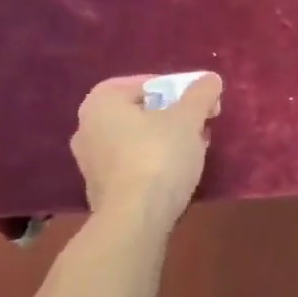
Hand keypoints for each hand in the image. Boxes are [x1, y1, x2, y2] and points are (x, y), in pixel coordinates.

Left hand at [71, 72, 222, 223]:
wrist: (135, 218)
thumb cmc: (159, 157)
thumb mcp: (188, 119)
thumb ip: (200, 94)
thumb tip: (210, 78)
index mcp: (101, 103)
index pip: (142, 83)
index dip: (175, 88)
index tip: (198, 101)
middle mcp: (87, 128)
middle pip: (138, 112)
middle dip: (171, 115)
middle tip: (199, 123)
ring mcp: (90, 162)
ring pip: (136, 139)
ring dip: (165, 139)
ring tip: (194, 147)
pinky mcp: (101, 189)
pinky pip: (132, 164)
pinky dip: (154, 162)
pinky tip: (177, 172)